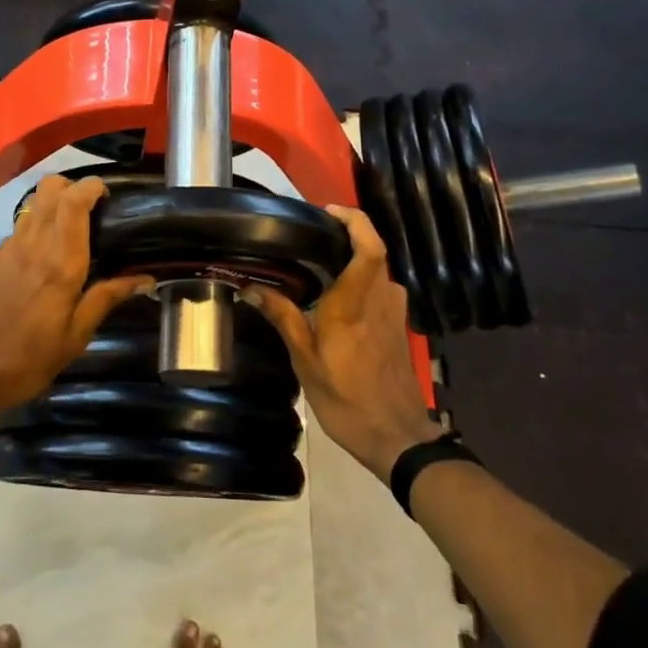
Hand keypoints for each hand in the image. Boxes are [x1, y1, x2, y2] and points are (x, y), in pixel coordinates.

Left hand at [0, 175, 154, 416]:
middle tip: (90, 209)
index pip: (74, 201)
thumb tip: (145, 278)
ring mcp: (6, 248)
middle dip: (72, 187)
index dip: (91, 186)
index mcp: (61, 262)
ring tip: (67, 234)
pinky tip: (37, 264)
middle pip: (50, 188)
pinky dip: (33, 234)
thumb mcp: (76, 337)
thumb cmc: (28, 360)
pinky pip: (17, 232)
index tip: (106, 194)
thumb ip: (106, 298)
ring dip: (52, 206)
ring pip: (32, 206)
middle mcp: (33, 244)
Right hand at [245, 206, 441, 479]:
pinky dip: (360, 280)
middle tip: (310, 235)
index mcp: (356, 301)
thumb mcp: (305, 359)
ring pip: (377, 270)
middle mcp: (381, 298)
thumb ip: (282, 316)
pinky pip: (380, 288)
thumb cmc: (347, 397)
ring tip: (318, 262)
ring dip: (353, 259)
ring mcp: (394, 311)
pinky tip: (336, 295)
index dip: (355, 220)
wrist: (397, 437)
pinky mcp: (397, 326)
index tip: (328, 210)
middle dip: (346, 235)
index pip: (369, 247)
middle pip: (373, 251)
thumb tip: (250, 286)